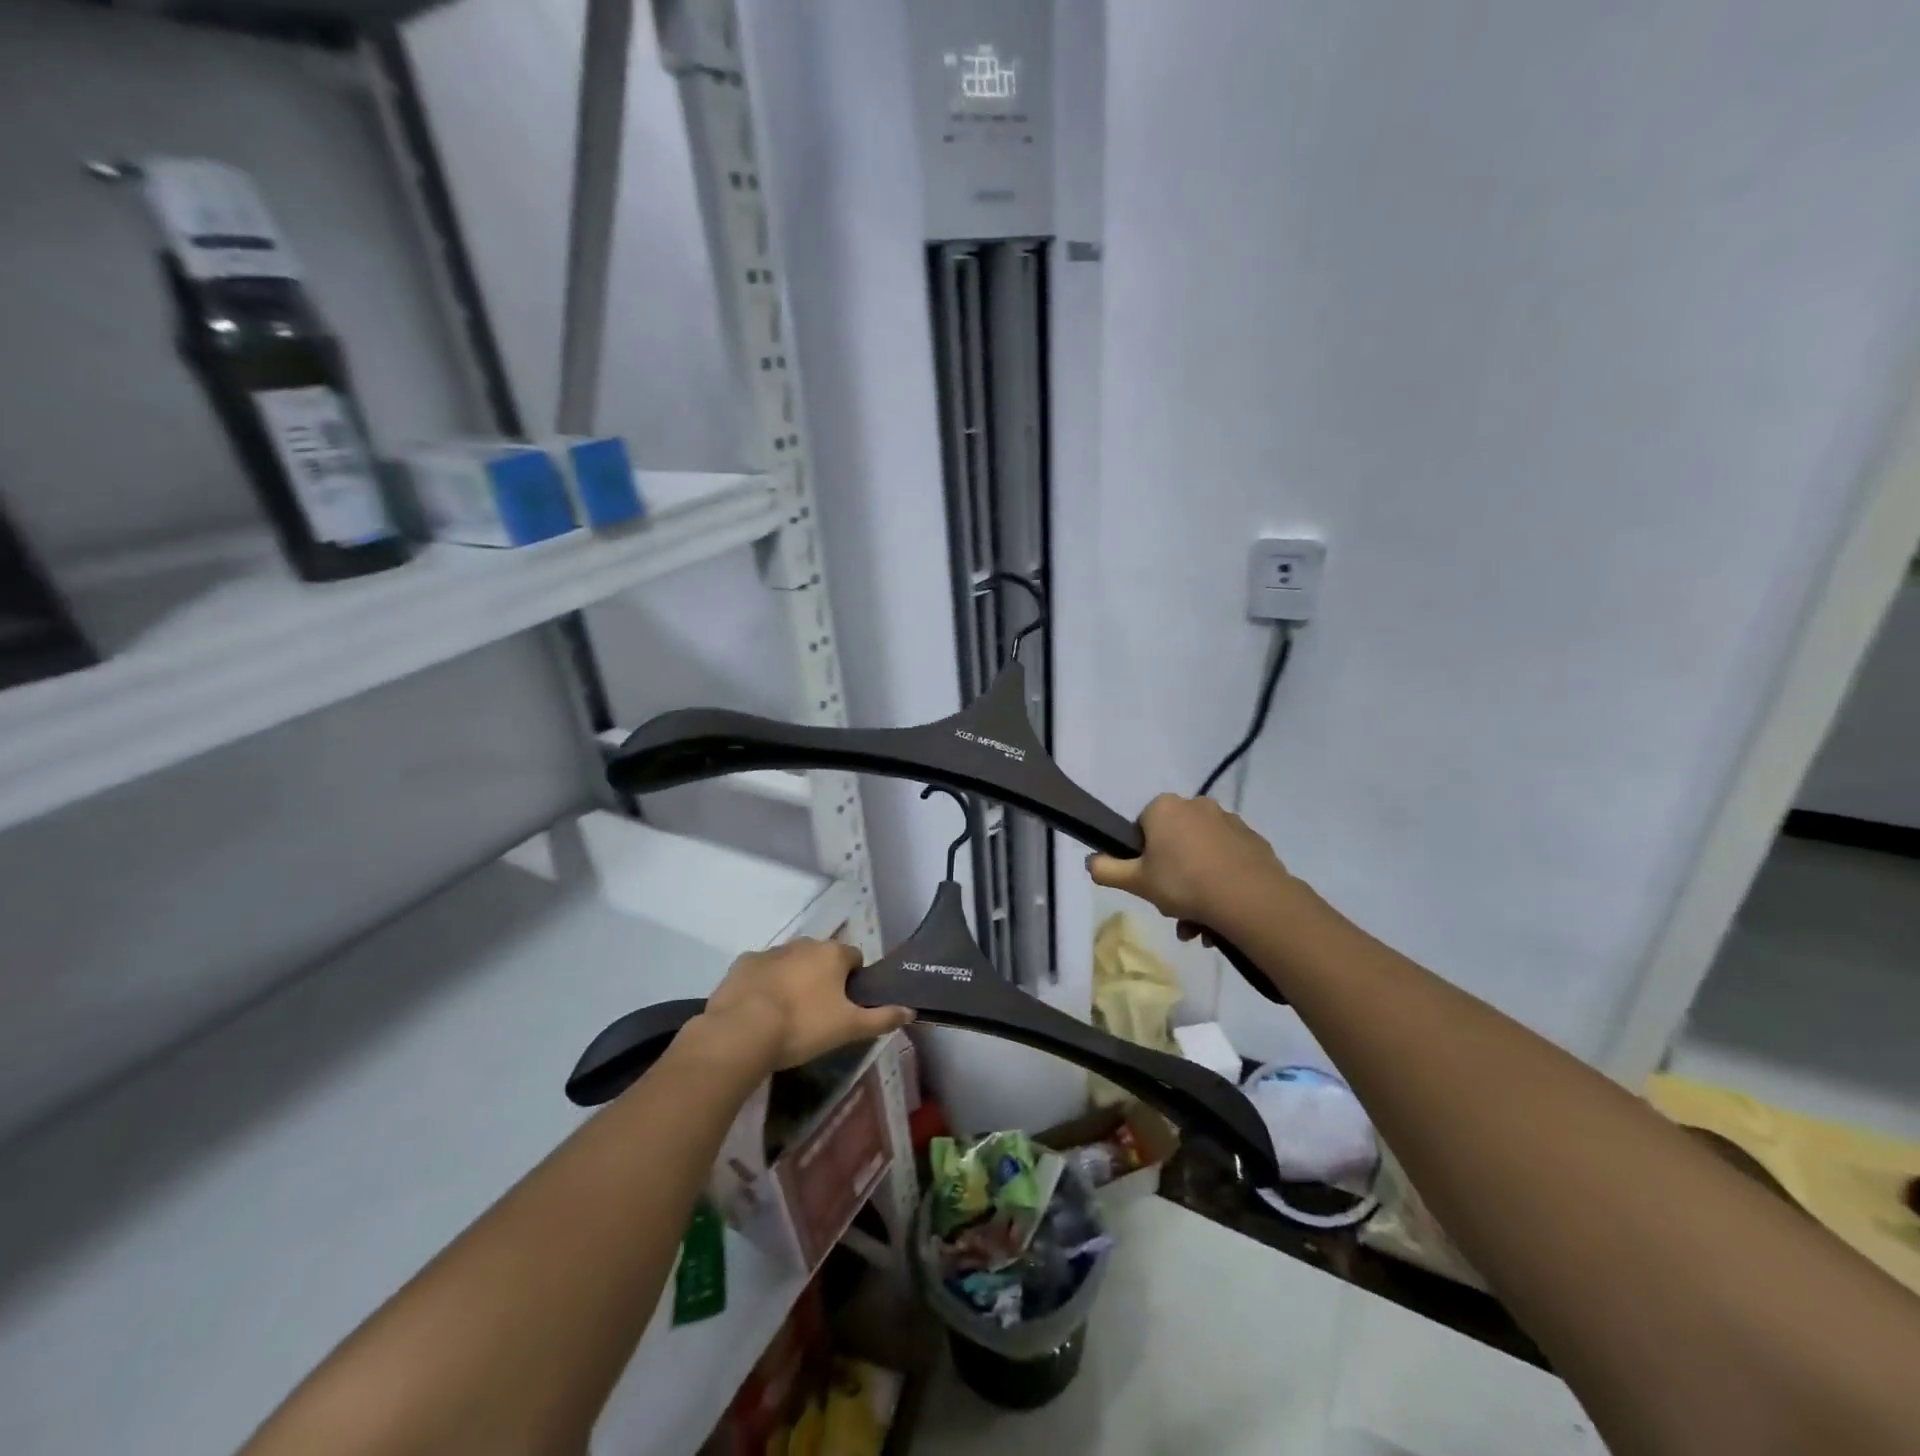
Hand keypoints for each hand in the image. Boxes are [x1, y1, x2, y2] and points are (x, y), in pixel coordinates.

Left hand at [702, 939, 912, 1069]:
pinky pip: (761, 971)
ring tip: (787, 1015)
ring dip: (793, 980)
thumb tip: (911, 1010)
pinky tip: (759, 1011)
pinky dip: (764, 985)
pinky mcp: (743, 964)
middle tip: (818, 1013)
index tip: (846, 1006)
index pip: (854, 958)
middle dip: (822, 978)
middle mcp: (803, 944)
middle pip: (821, 958)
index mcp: (832, 954)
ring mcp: (770, 951)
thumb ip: (881, 1017)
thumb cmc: (802, 1026)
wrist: (741, 1032)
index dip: (854, 980)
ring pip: (791, 963)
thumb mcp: (849, 1028)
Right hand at [1088, 793, 1289, 929]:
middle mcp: (1197, 805)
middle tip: (1173, 910)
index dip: (1142, 857)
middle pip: (1173, 843)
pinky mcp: (1253, 840)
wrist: (1250, 899)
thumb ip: (1106, 869)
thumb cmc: (1184, 883)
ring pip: (1201, 855)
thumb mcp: (1136, 882)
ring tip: (1199, 925)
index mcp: (1164, 807)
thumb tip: (1091, 861)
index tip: (1148, 882)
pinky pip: (1227, 861)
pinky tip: (1221, 913)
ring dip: (1196, 887)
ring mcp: (1229, 821)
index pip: (1142, 828)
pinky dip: (1221, 882)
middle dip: (1171, 878)